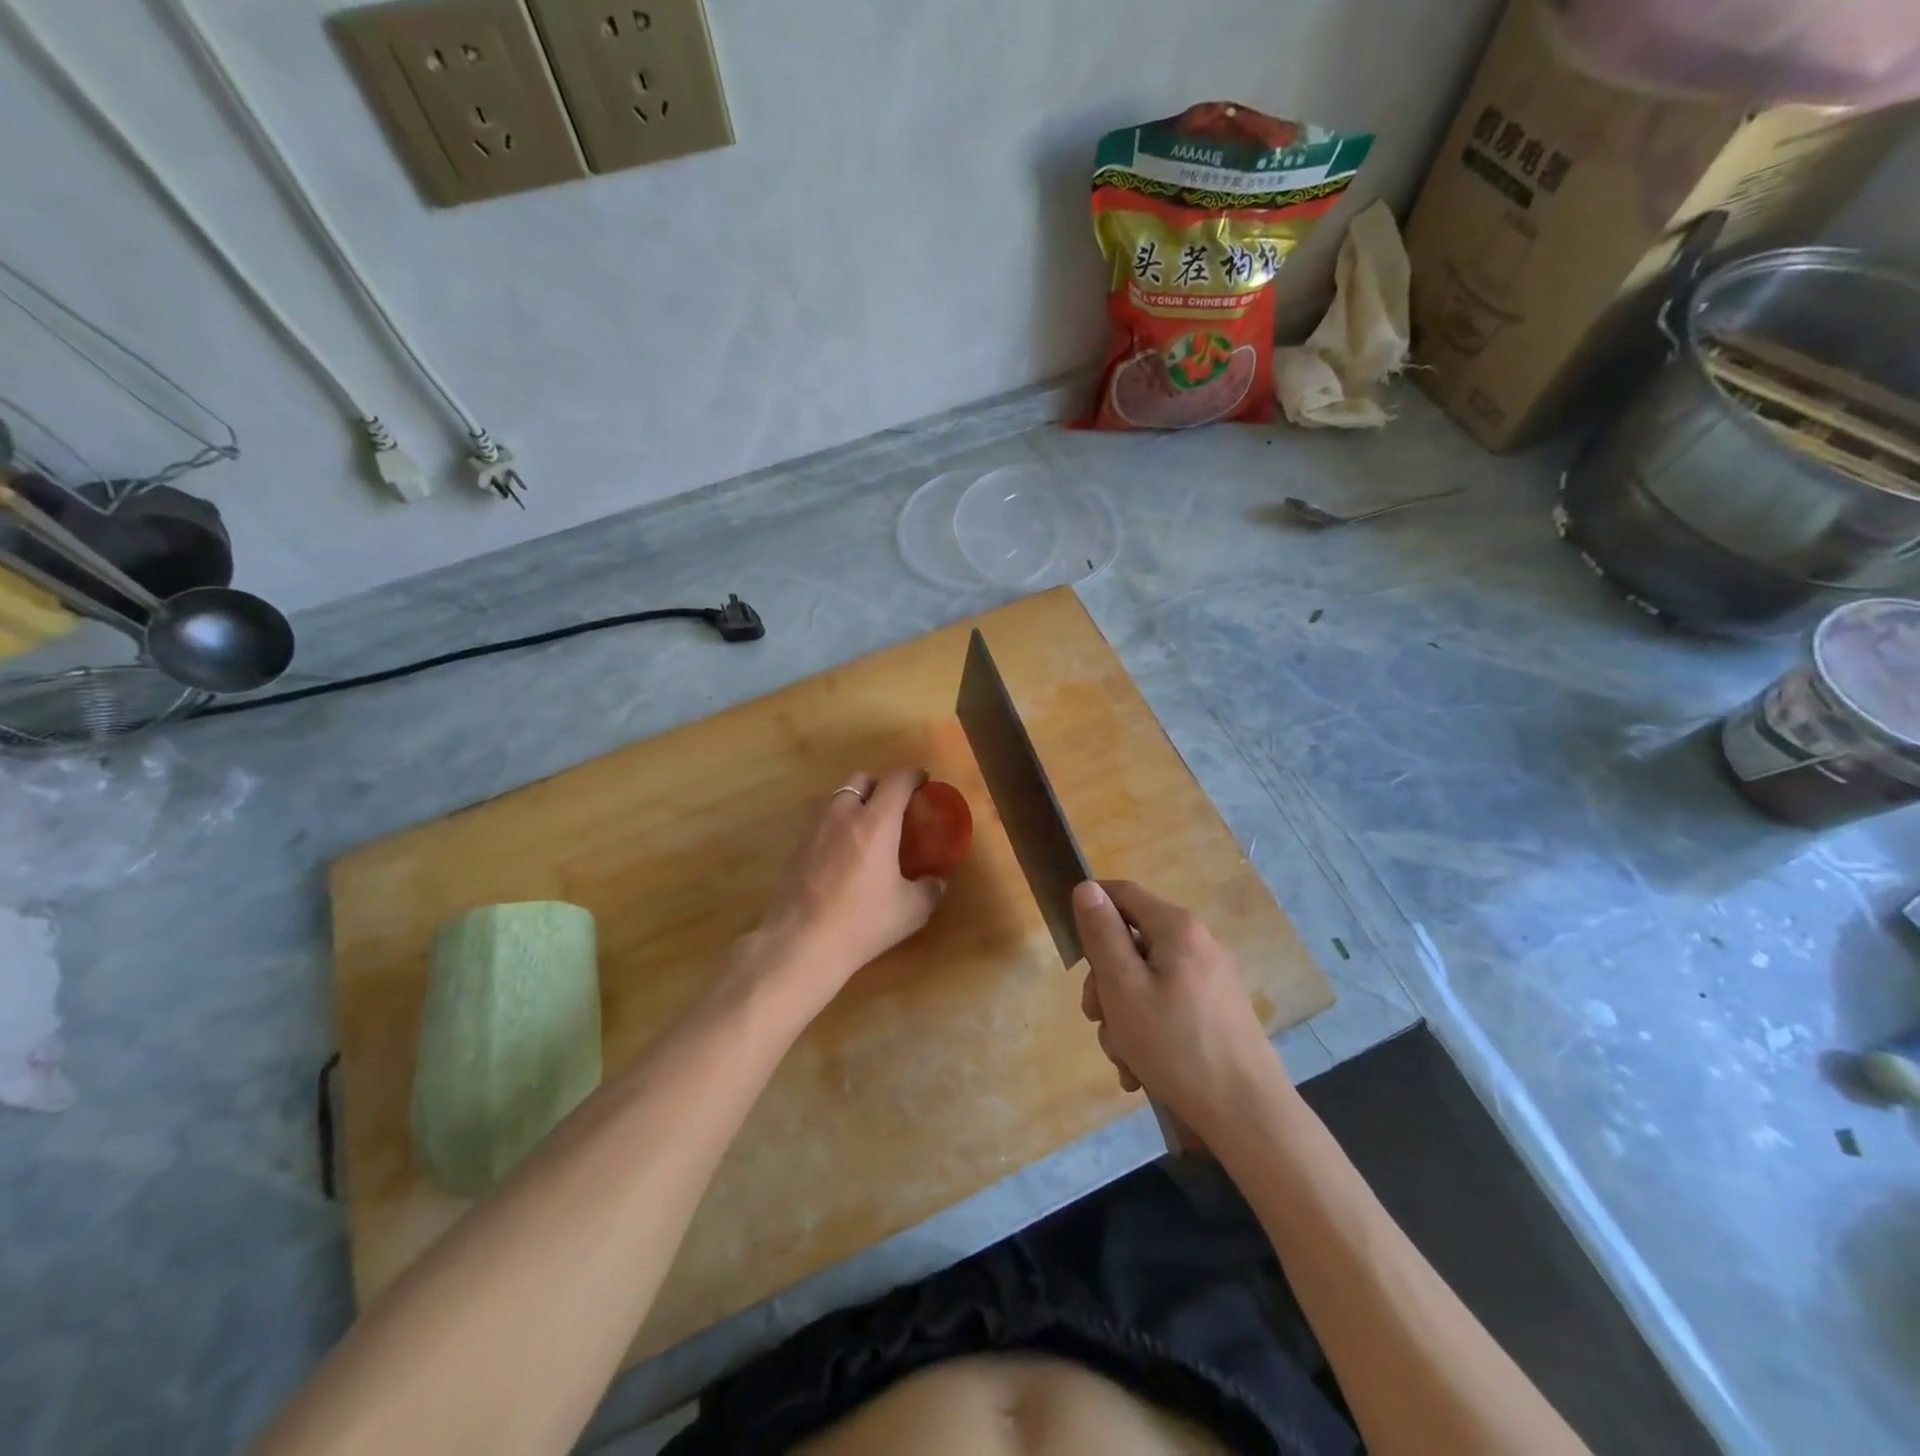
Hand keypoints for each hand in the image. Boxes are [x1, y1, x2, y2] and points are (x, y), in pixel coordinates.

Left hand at [753, 769, 946, 1005]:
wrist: (802, 943)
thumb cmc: (863, 921)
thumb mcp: (911, 910)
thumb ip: (930, 889)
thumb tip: (937, 881)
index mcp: (876, 821)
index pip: (897, 780)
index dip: (913, 775)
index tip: (923, 782)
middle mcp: (844, 815)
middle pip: (861, 779)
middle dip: (880, 786)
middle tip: (893, 808)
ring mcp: (815, 829)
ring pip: (838, 799)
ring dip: (855, 804)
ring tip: (868, 832)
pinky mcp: (796, 848)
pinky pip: (822, 823)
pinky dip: (837, 827)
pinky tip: (844, 856)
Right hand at [1074, 880, 1283, 1140]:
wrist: (1247, 1115)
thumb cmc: (1175, 1045)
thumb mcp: (1123, 987)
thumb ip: (1102, 934)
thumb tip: (1087, 887)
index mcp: (1176, 927)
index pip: (1122, 892)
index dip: (1091, 909)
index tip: (1072, 950)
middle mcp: (1198, 943)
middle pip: (1132, 943)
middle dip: (1105, 982)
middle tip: (1096, 1019)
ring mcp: (1211, 979)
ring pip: (1145, 980)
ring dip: (1123, 1015)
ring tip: (1123, 1058)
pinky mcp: (1217, 1011)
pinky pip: (1167, 1006)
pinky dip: (1148, 1030)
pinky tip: (1141, 1070)